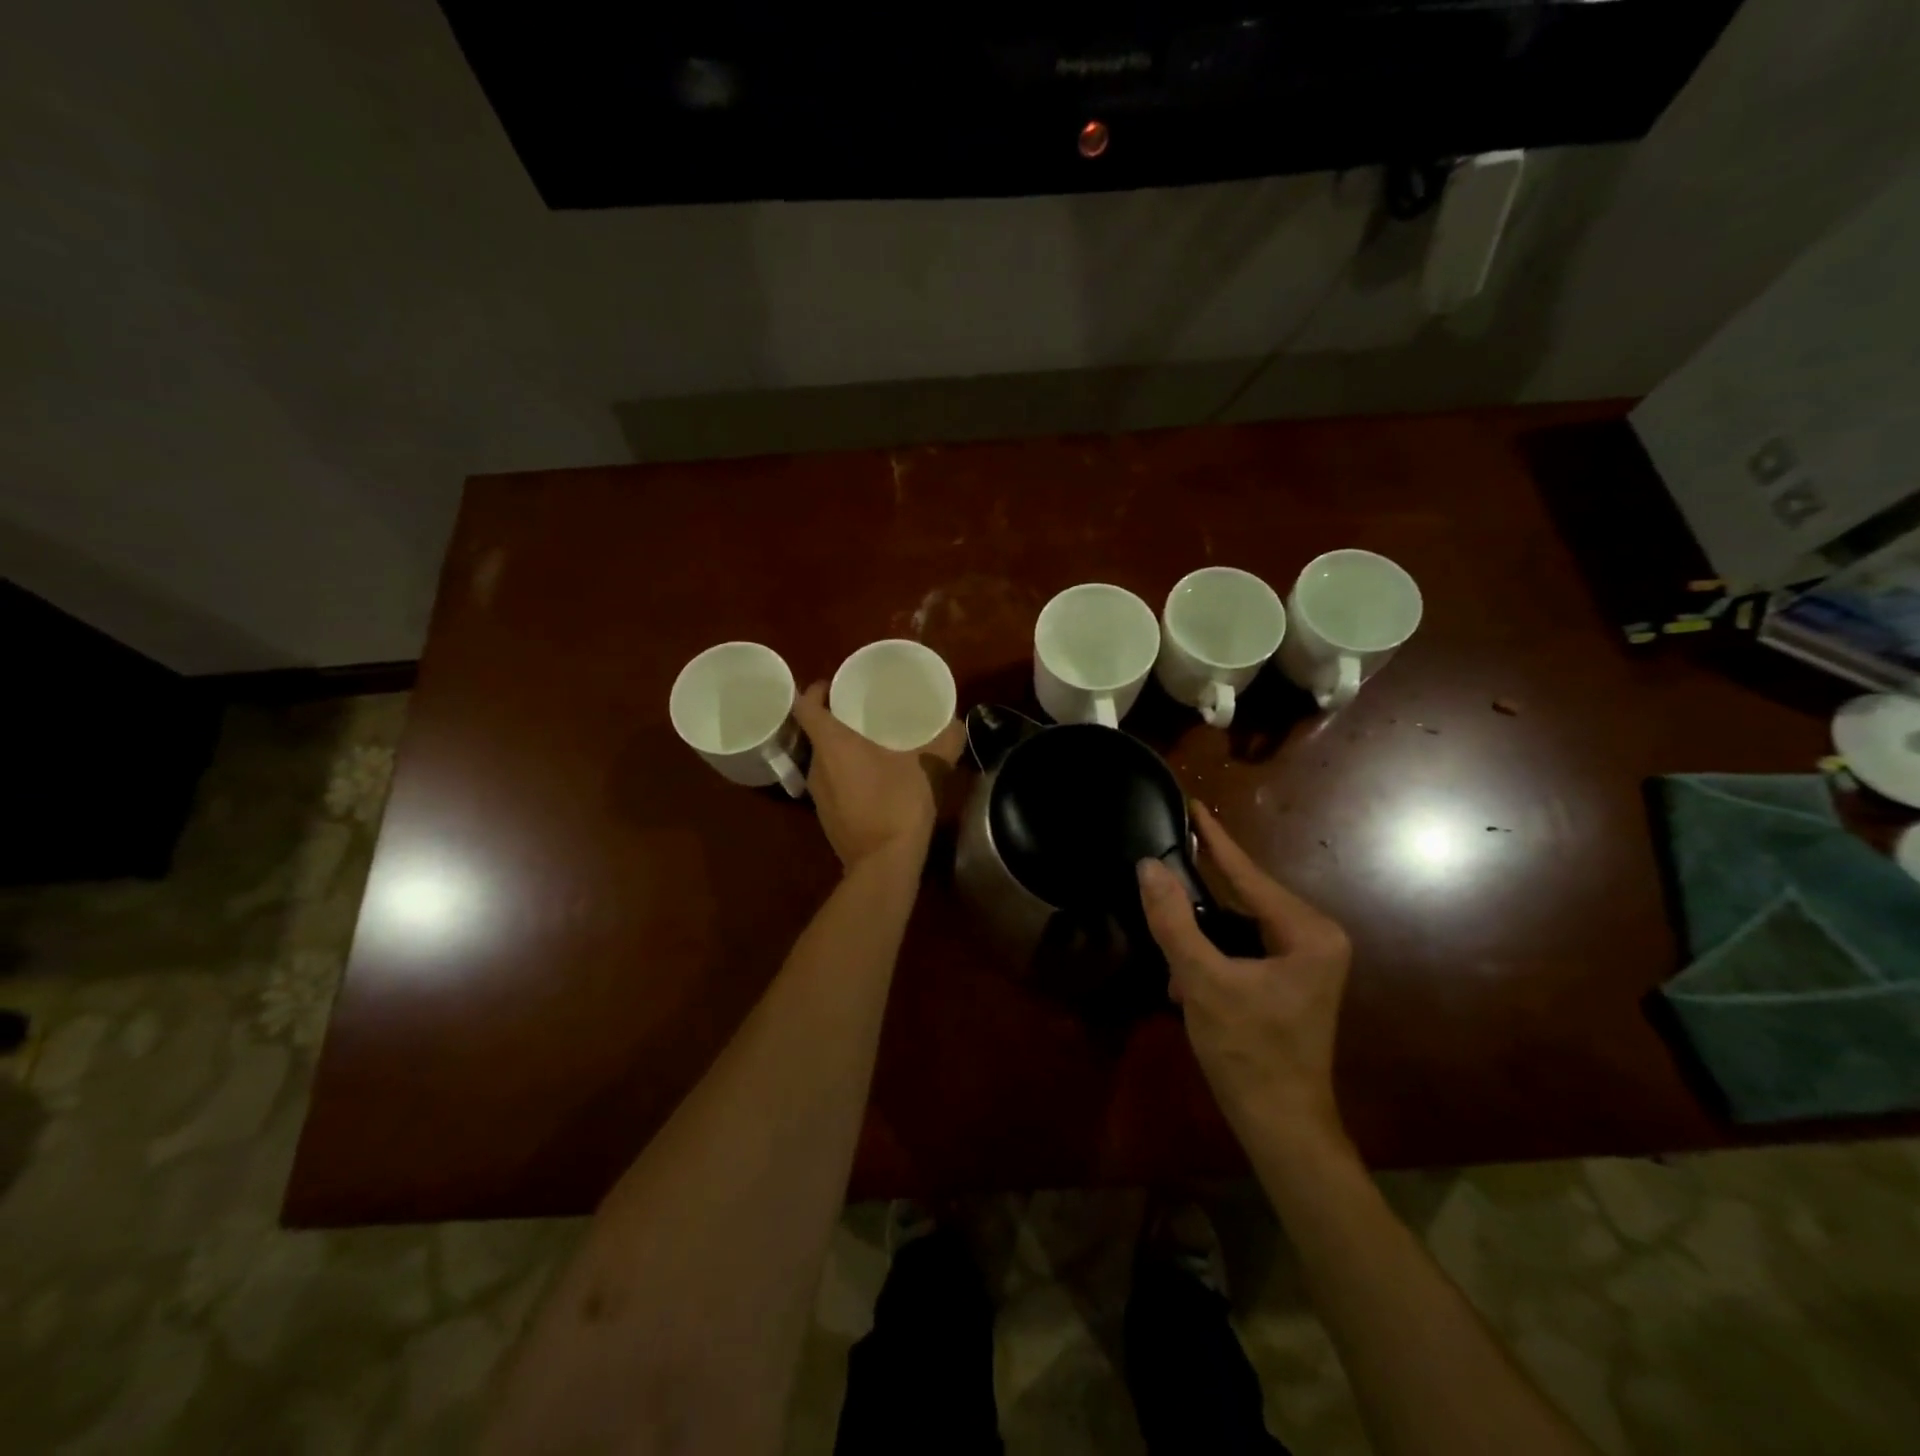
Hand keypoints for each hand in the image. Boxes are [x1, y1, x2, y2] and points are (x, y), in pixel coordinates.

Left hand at [791, 683, 964, 871]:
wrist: (884, 863)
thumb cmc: (898, 803)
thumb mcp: (926, 767)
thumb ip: (942, 742)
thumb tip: (956, 723)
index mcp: (832, 744)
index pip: (806, 706)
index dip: (815, 691)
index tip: (834, 686)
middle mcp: (816, 766)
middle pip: (815, 733)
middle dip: (835, 720)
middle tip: (862, 711)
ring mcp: (818, 795)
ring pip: (823, 760)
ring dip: (840, 750)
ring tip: (870, 743)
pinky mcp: (827, 817)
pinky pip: (831, 783)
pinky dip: (845, 774)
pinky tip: (872, 779)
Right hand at [1136, 804, 1351, 1153]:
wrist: (1281, 1128)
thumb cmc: (1248, 1053)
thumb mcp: (1203, 982)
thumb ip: (1173, 921)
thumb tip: (1147, 867)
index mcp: (1307, 932)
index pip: (1249, 874)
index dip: (1215, 839)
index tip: (1192, 803)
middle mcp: (1314, 937)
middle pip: (1243, 900)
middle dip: (1199, 903)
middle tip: (1162, 874)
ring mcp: (1305, 961)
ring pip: (1238, 927)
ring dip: (1200, 940)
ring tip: (1171, 955)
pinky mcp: (1291, 981)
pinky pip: (1243, 950)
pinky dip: (1212, 959)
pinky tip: (1184, 982)